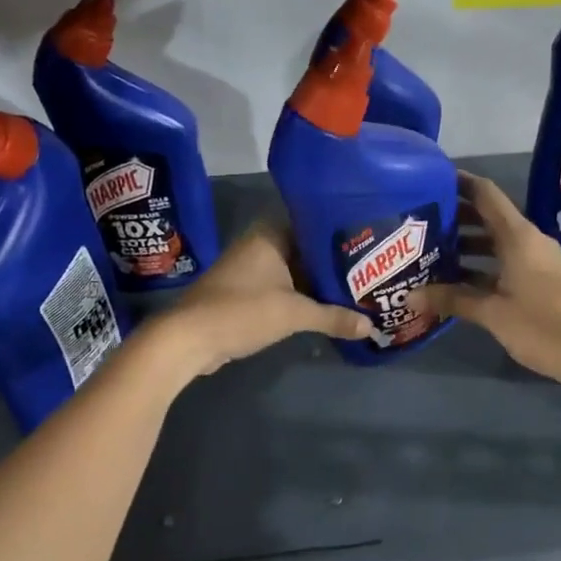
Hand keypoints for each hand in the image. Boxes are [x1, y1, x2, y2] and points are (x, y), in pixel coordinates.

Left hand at [154, 222, 372, 377]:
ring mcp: (251, 268)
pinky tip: (327, 307)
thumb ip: (334, 317)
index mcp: (271, 234)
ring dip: (318, 282)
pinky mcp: (246, 292)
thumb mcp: (294, 314)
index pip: (314, 222)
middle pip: (307, 249)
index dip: (342, 232)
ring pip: (295, 270)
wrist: (189, 338)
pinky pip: (283, 287)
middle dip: (334, 262)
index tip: (369, 241)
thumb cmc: (242, 311)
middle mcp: (261, 244)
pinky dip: (302, 296)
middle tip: (370, 269)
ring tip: (356, 288)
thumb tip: (371, 327)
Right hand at [411, 173, 560, 409]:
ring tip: (431, 250)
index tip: (431, 179)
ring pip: (496, 242)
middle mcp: (528, 240)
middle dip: (456, 217)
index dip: (459, 182)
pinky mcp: (539, 281)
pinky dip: (480, 265)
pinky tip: (456, 279)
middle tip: (420, 220)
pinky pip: (504, 262)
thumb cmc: (540, 325)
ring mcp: (536, 261)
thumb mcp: (491, 312)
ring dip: (467, 244)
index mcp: (518, 236)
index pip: (486, 194)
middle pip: (488, 217)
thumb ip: (451, 299)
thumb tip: (408, 296)